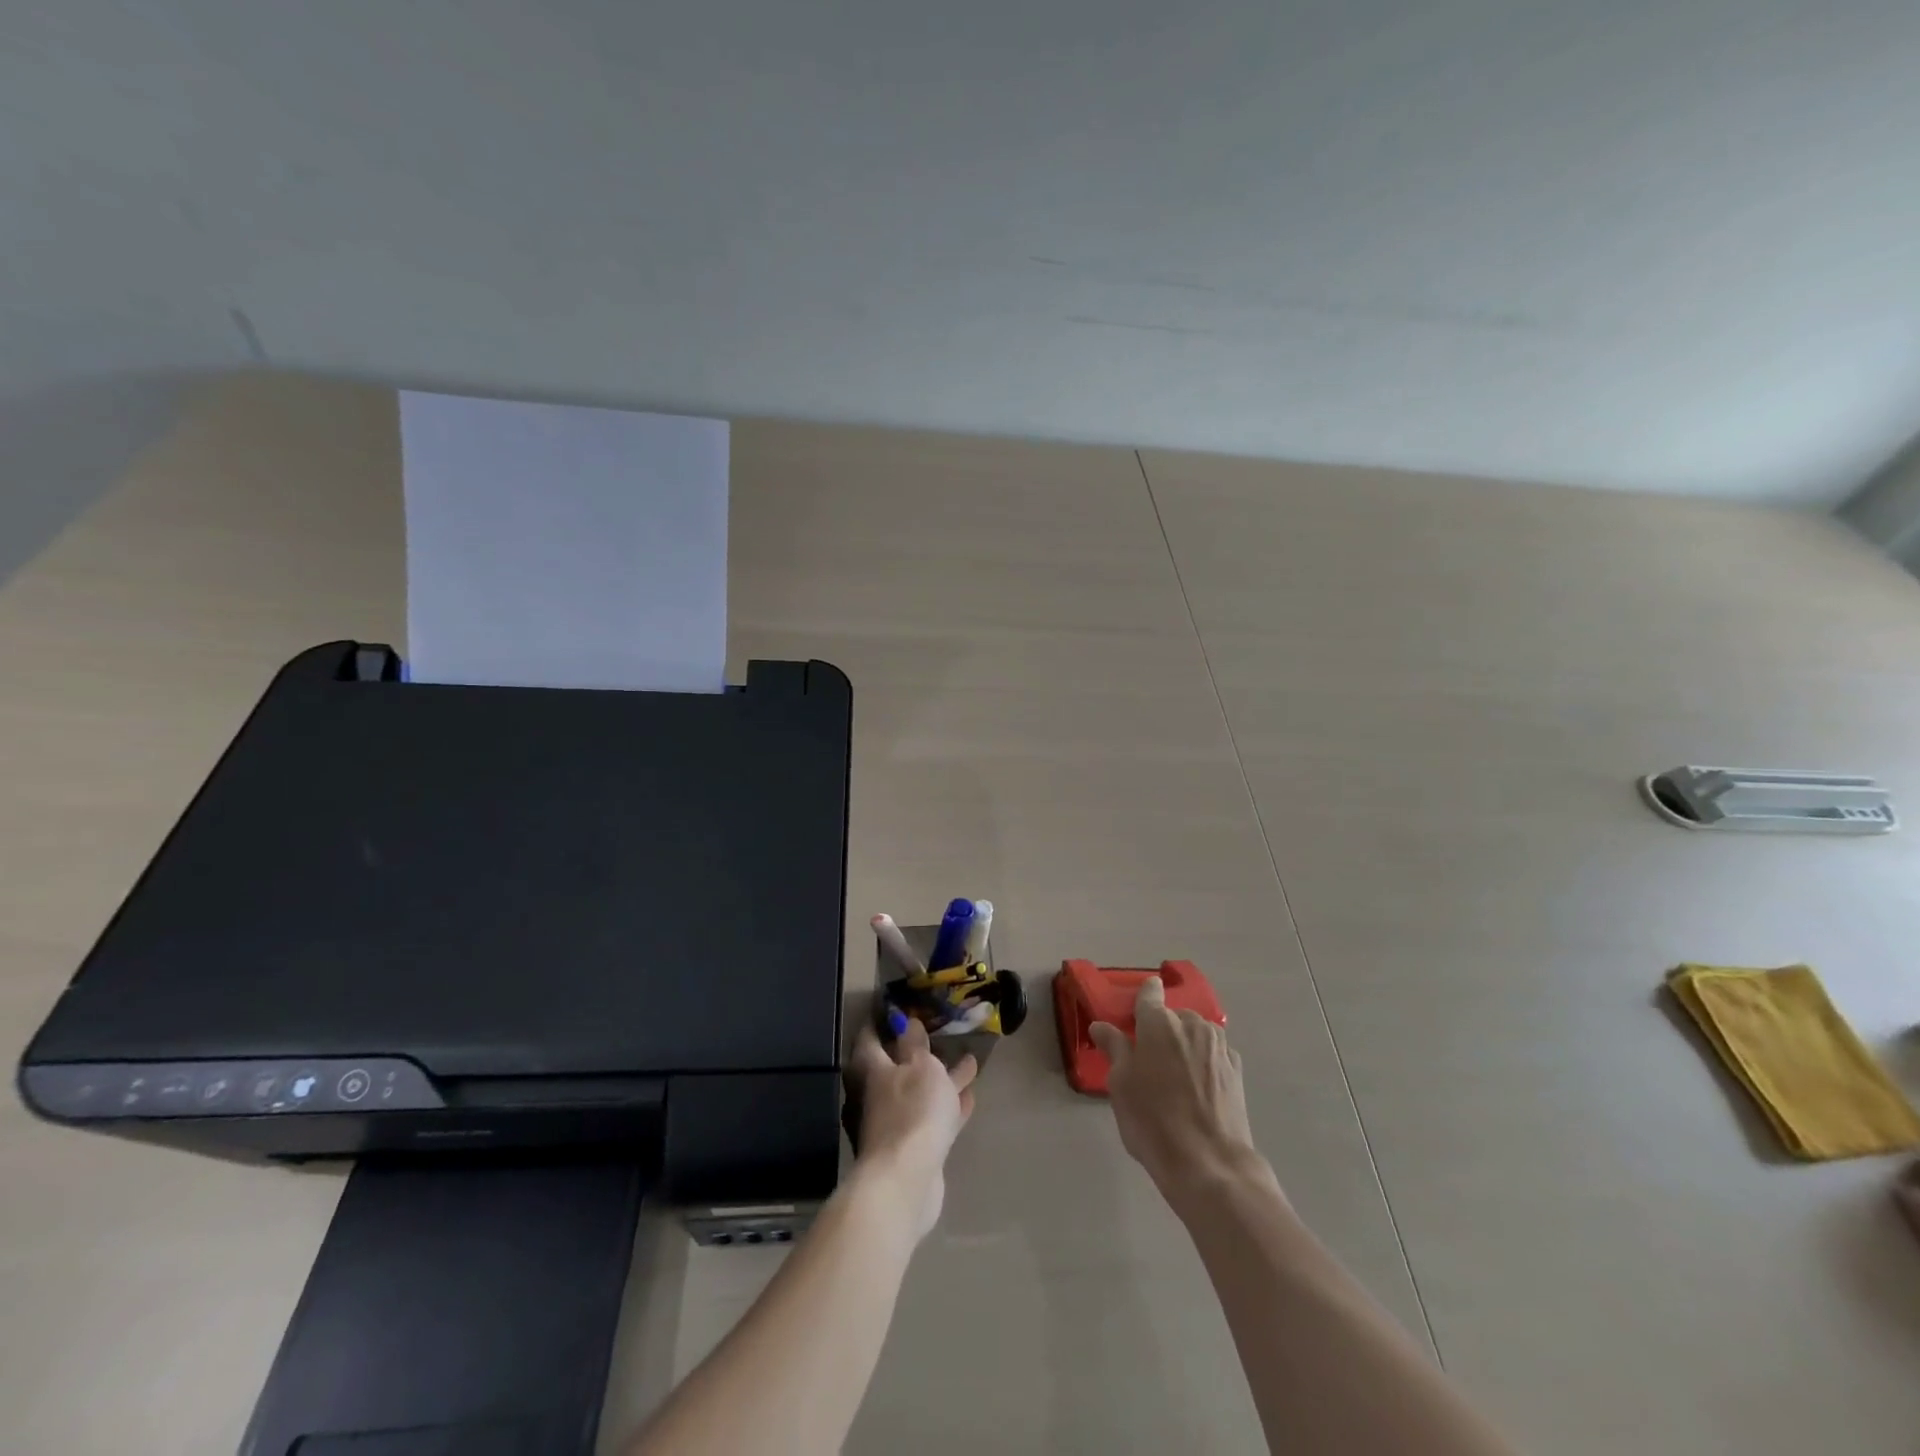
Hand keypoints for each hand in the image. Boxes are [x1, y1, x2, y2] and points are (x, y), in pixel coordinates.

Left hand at [845, 1019, 976, 1239]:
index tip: (901, 1007)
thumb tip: (906, 1022)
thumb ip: (915, 1042)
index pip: (870, 1034)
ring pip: (917, 1092)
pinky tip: (969, 1097)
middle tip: (939, 1034)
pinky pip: (930, 1117)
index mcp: (869, 1067)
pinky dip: (946, 1105)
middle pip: (894, 1065)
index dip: (884, 1019)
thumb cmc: (911, 1110)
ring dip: (939, 1078)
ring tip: (967, 1062)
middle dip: (916, 1051)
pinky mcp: (910, 1147)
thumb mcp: (920, 1065)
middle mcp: (873, 1094)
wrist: (907, 1180)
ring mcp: (891, 1123)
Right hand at [1091, 976, 1275, 1204]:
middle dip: (1162, 1029)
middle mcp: (1192, 1024)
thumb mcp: (1120, 1084)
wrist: (1209, 1164)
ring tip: (1175, 1075)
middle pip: (1173, 1016)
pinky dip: (1204, 1061)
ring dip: (1185, 1044)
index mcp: (1159, 1022)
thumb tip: (1101, 1026)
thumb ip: (1114, 1048)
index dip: (1142, 996)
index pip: (1149, 993)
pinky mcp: (1237, 1070)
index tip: (1134, 1010)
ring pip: (1196, 1033)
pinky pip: (1214, 1054)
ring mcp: (1219, 1046)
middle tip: (1148, 1057)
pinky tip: (1197, 1087)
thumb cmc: (1153, 1120)